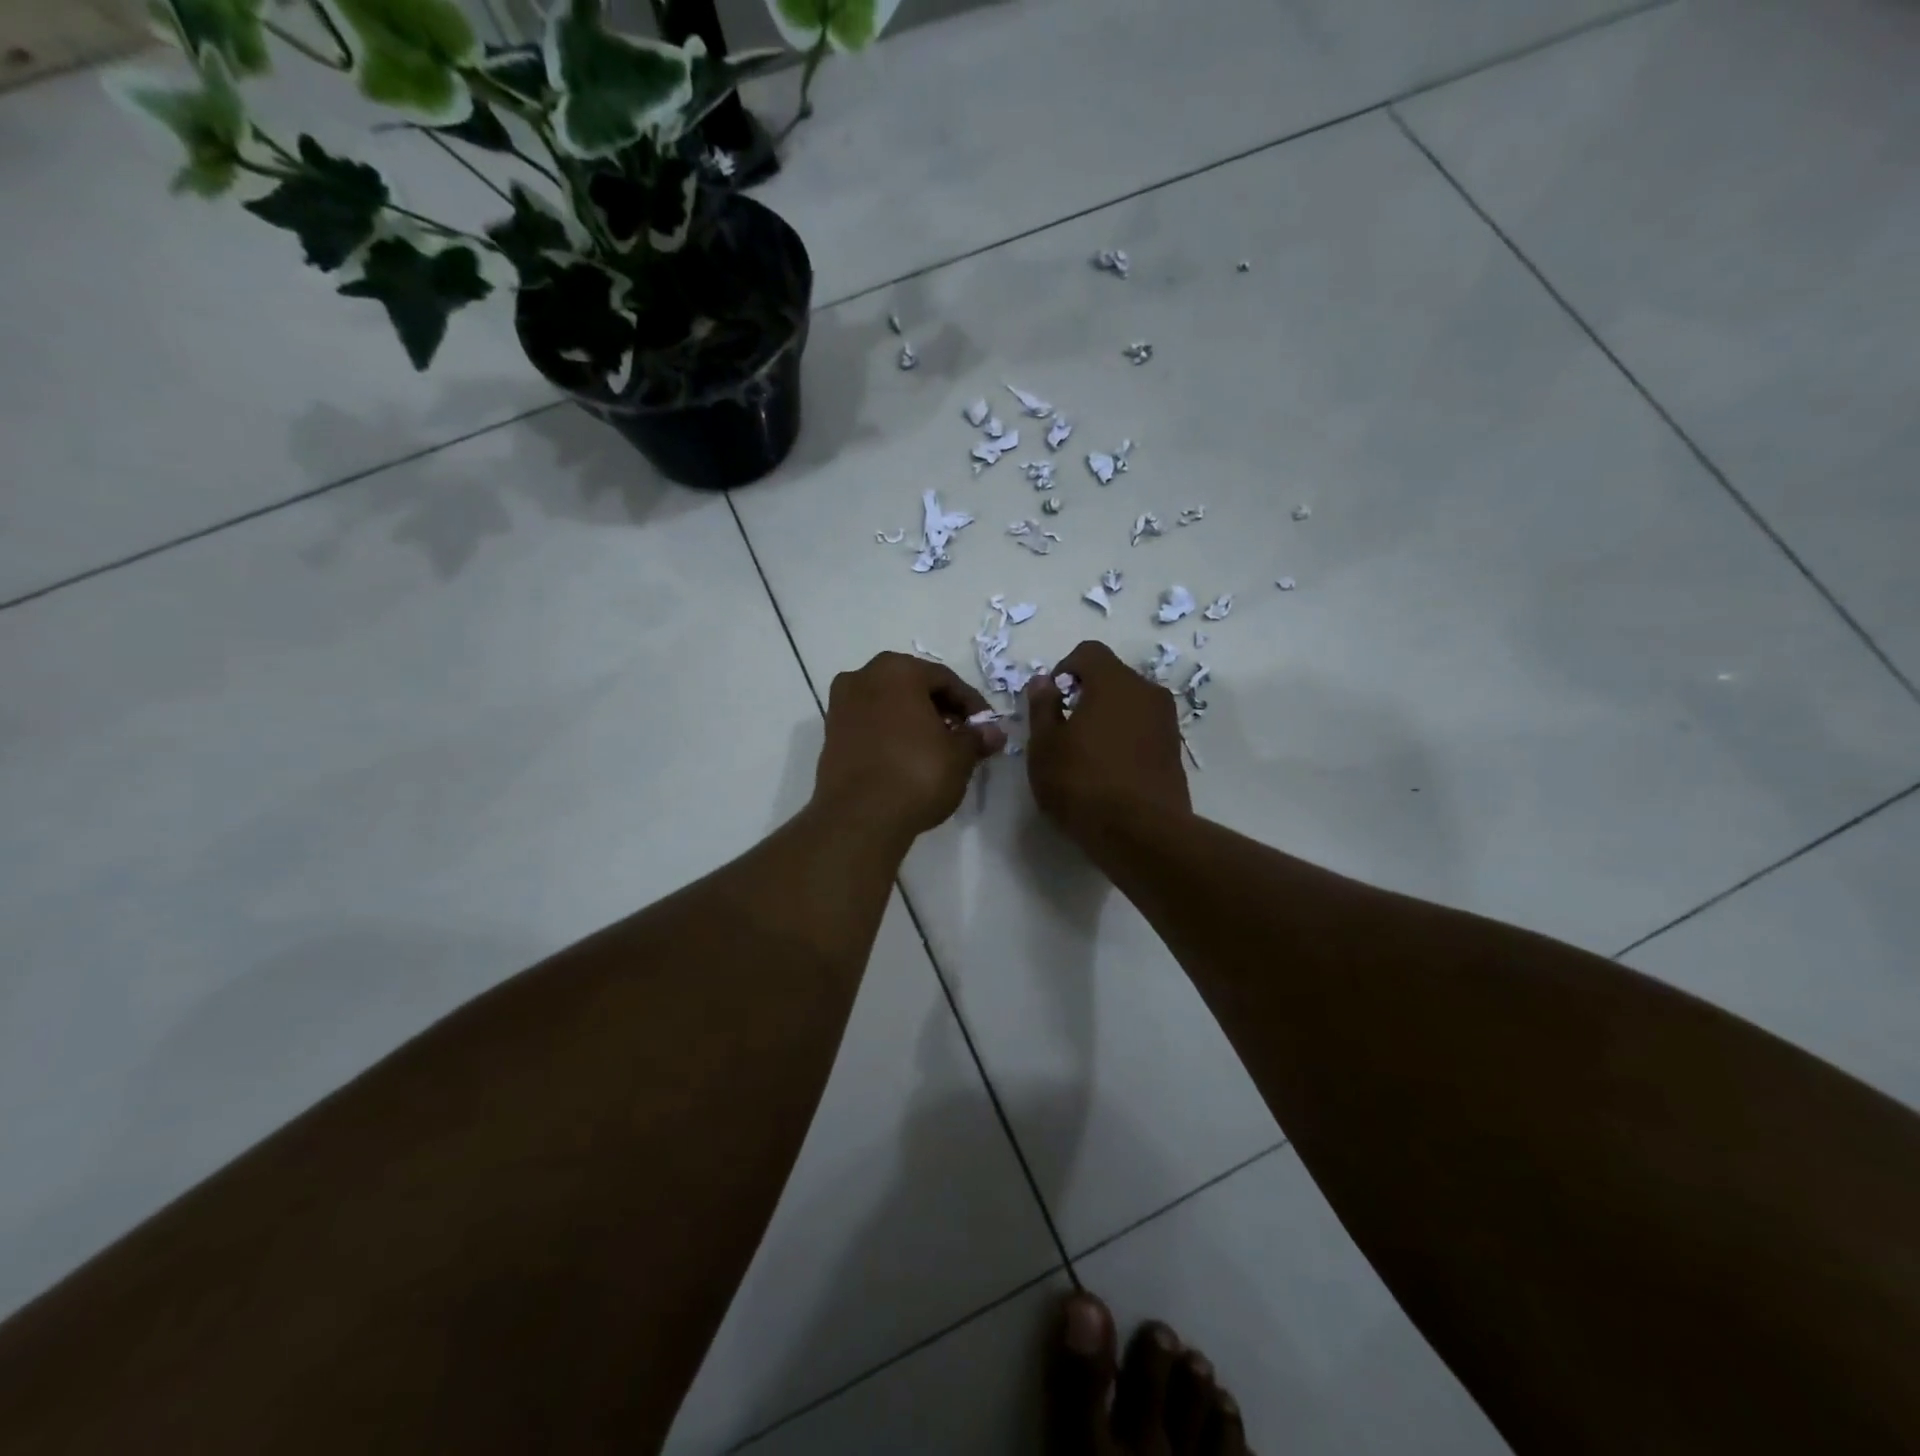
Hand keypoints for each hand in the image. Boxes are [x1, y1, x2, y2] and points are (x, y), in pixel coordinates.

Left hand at [813, 652, 1005, 845]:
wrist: (859, 817)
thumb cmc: (916, 774)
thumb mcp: (959, 756)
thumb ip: (976, 738)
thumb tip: (994, 732)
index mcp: (897, 670)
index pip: (945, 679)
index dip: (970, 703)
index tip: (986, 727)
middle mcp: (863, 676)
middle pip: (913, 687)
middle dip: (940, 709)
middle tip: (962, 735)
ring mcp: (841, 705)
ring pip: (889, 705)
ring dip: (915, 721)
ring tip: (937, 749)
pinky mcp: (830, 734)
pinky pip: (871, 724)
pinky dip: (891, 734)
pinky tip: (908, 758)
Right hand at [1025, 640, 1190, 844]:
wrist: (1141, 833)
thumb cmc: (1082, 783)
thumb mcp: (1045, 746)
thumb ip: (1042, 707)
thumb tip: (1044, 682)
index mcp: (1115, 681)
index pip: (1089, 652)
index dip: (1064, 669)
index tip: (1051, 701)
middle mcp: (1148, 692)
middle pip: (1112, 677)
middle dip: (1086, 694)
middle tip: (1064, 729)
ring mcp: (1167, 722)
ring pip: (1130, 705)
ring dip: (1107, 717)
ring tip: (1086, 753)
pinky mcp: (1175, 752)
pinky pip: (1144, 731)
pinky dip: (1125, 739)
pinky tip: (1109, 772)